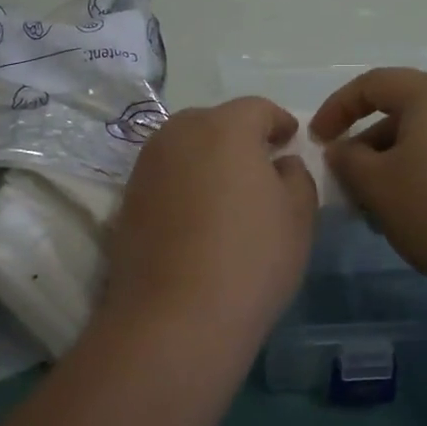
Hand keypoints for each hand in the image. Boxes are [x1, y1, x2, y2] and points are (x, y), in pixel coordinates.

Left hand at [102, 97, 317, 346]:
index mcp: (225, 127)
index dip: (278, 122)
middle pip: (216, 121)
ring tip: (227, 190)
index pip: (257, 109)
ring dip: (207, 157)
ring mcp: (147, 164)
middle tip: (260, 164)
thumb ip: (297, 176)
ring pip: (185, 146)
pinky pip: (165, 174)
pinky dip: (184, 182)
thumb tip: (281, 163)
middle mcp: (180, 133)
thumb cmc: (251, 258)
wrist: (175, 317)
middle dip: (240, 136)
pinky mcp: (127, 197)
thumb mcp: (299, 216)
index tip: (290, 139)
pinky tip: (197, 214)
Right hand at [311, 69, 426, 301]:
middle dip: (368, 146)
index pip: (372, 84)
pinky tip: (423, 217)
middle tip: (351, 184)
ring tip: (383, 210)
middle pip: (403, 112)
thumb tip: (343, 150)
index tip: (318, 141)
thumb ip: (348, 160)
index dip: (336, 109)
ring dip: (397, 166)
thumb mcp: (377, 186)